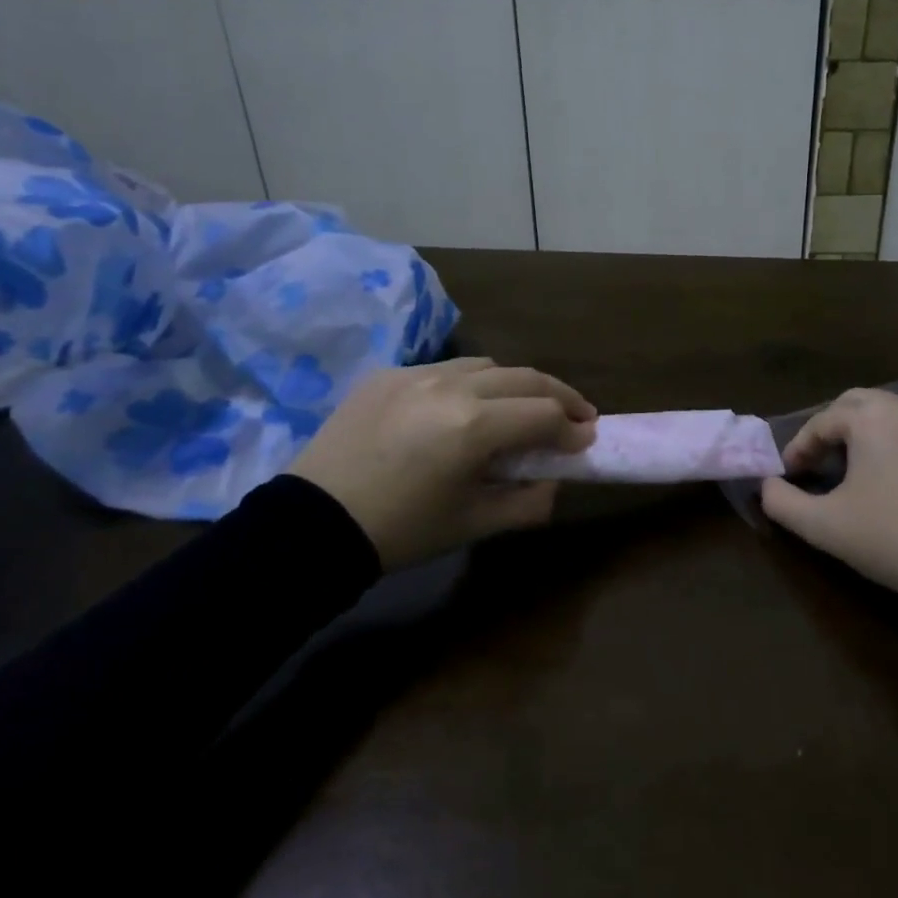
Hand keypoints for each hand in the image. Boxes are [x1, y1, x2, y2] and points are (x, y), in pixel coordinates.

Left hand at [290, 358, 596, 569]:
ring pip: (486, 365)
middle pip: (524, 377)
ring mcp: (417, 373)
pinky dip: (469, 385)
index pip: (544, 413)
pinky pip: (444, 369)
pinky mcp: (388, 373)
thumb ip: (527, 502)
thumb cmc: (401, 531)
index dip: (573, 427)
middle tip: (577, 414)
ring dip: (514, 384)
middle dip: (558, 395)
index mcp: (473, 426)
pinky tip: (461, 409)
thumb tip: (553, 480)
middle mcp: (451, 386)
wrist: (312, 525)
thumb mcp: (472, 524)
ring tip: (521, 407)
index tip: (586, 439)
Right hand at [760, 389, 897, 595]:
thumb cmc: (891, 535)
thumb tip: (765, 488)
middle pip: (854, 406)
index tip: (787, 475)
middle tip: (815, 464)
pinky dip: (889, 446)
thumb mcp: (826, 526)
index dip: (798, 448)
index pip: (821, 422)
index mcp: (871, 416)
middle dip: (829, 431)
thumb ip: (783, 503)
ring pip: (885, 417)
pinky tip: (885, 481)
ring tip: (847, 472)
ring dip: (860, 437)